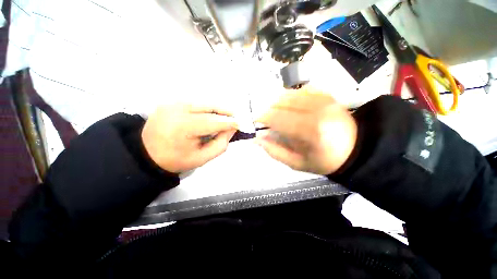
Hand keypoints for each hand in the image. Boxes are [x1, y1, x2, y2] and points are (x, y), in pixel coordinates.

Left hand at [141, 104, 237, 172]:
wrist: (147, 154)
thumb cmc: (176, 159)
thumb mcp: (202, 158)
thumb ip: (220, 144)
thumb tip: (231, 129)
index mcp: (183, 128)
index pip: (213, 122)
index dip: (228, 122)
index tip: (239, 124)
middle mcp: (177, 110)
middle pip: (208, 107)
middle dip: (224, 112)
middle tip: (235, 117)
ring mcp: (171, 103)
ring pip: (202, 102)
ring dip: (216, 109)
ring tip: (225, 116)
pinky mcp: (169, 102)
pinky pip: (194, 102)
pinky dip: (205, 108)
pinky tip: (210, 114)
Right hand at [255, 89, 356, 174]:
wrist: (354, 149)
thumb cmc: (323, 159)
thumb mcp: (296, 163)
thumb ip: (274, 151)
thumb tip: (257, 138)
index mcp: (309, 132)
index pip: (278, 118)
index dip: (263, 117)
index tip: (256, 120)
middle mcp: (316, 111)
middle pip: (283, 103)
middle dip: (268, 109)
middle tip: (265, 117)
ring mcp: (323, 100)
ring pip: (291, 94)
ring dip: (278, 101)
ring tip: (275, 111)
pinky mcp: (327, 95)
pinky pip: (302, 90)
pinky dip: (291, 96)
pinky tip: (289, 104)